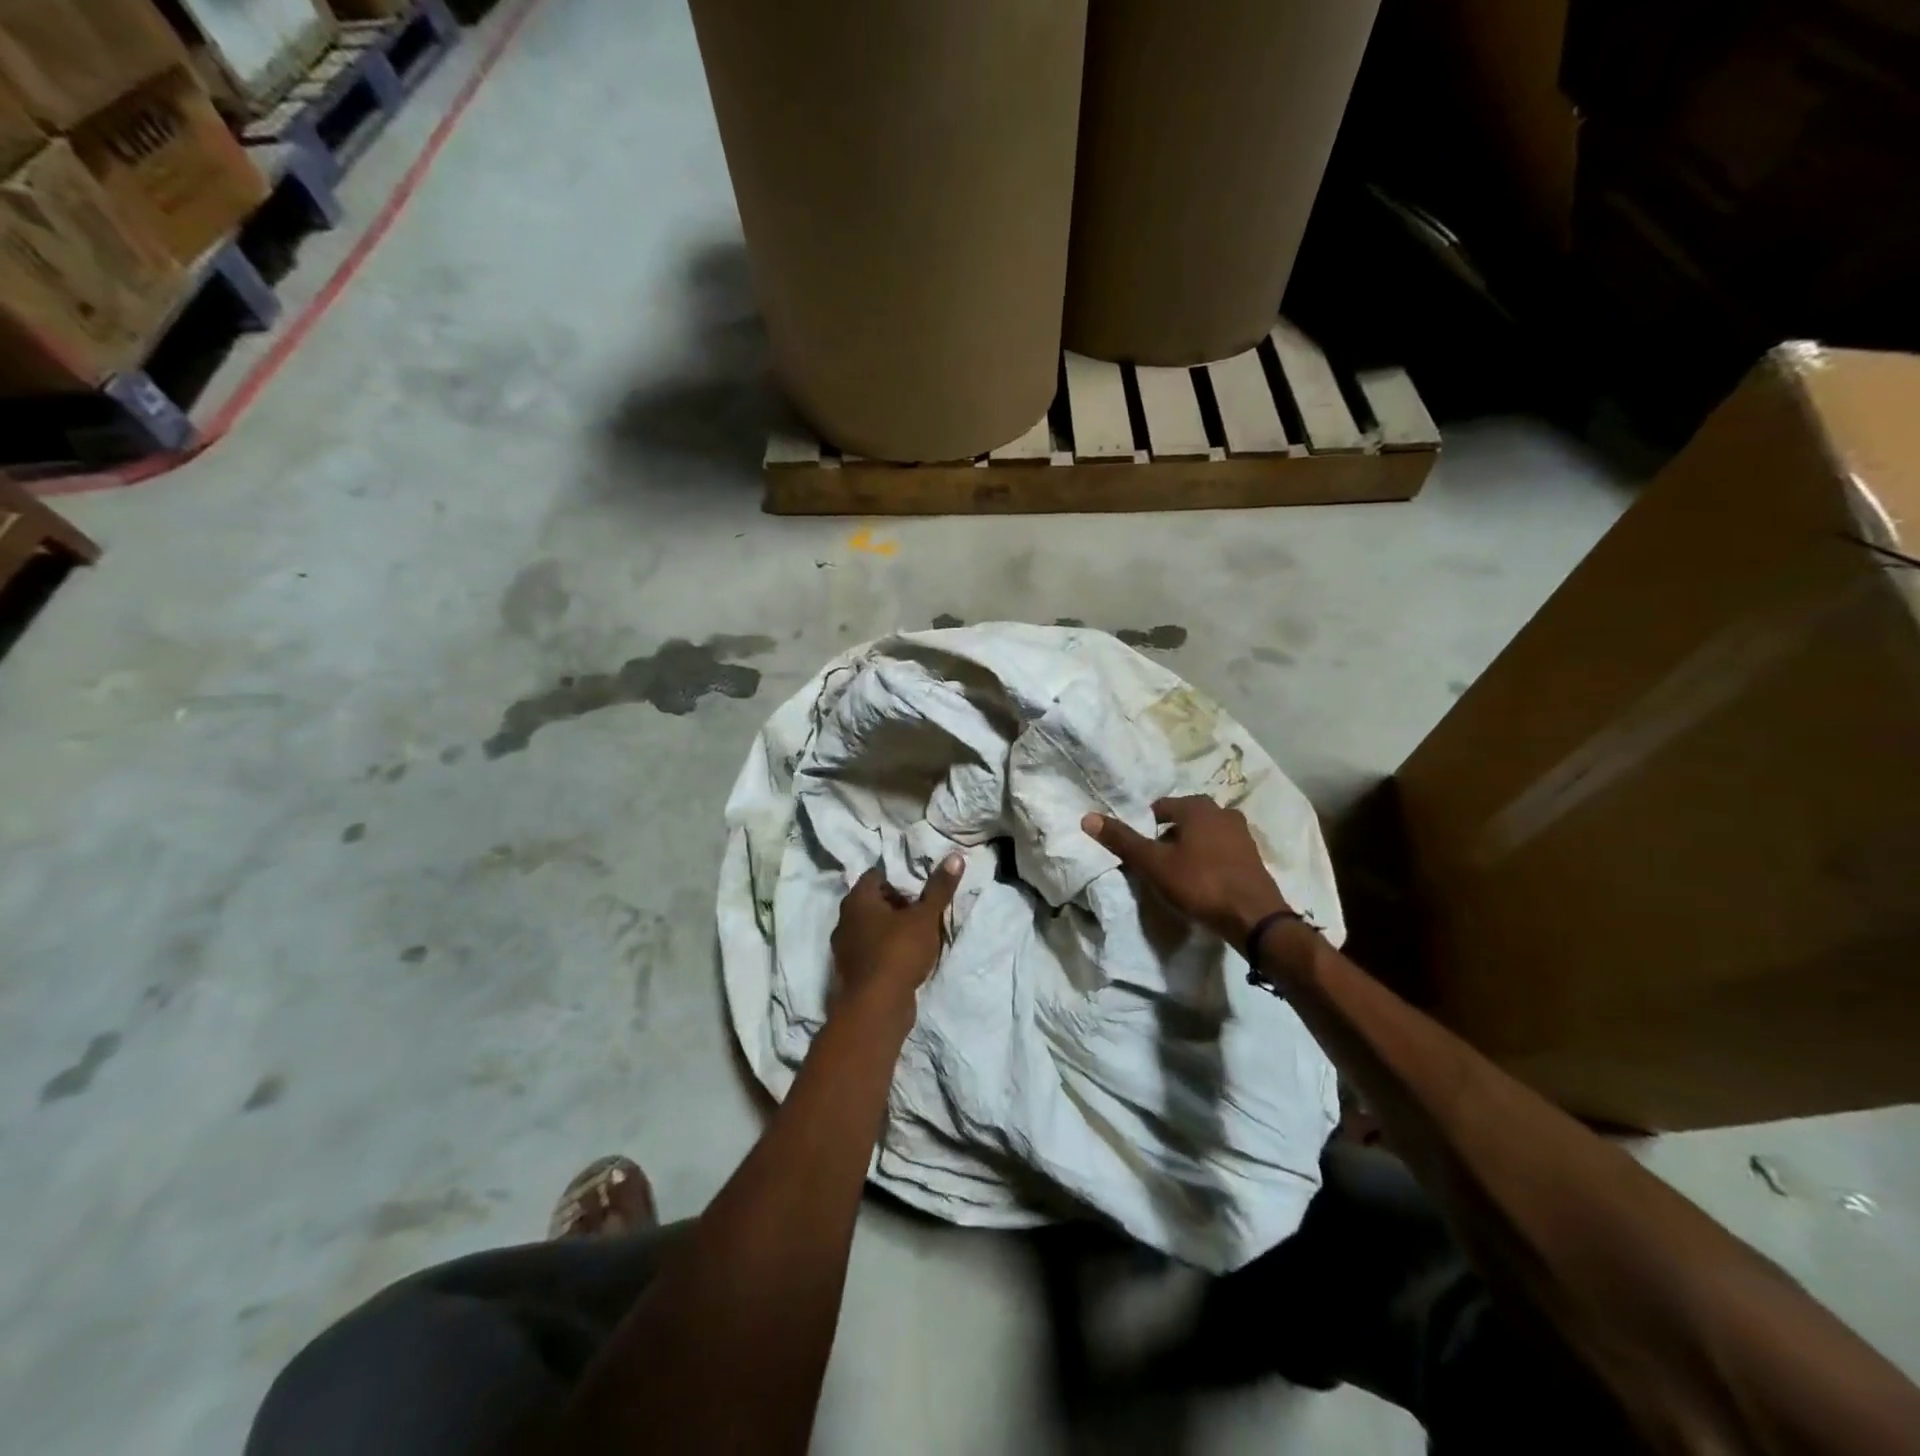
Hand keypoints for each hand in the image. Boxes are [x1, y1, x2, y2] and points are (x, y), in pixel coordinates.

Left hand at [830, 855, 963, 1013]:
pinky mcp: (852, 971)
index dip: (898, 876)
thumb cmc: (898, 952)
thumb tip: (955, 856)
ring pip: (871, 927)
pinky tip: (905, 955)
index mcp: (858, 899)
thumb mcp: (925, 917)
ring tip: (917, 931)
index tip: (919, 884)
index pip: (876, 875)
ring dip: (891, 927)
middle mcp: (845, 919)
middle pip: (873, 901)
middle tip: (922, 906)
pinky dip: (885, 948)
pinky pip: (871, 949)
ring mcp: (845, 947)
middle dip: (896, 902)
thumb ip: (939, 888)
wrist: (876, 1008)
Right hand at [1081, 797, 1290, 946]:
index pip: (1161, 807)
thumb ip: (1122, 840)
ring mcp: (1242, 834)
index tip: (1140, 850)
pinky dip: (1208, 860)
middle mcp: (1222, 812)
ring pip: (1204, 835)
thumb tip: (1088, 817)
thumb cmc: (1200, 883)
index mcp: (1198, 807)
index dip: (1145, 827)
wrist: (1253, 918)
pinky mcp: (1253, 857)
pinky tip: (1201, 882)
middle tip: (1155, 862)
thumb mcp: (1153, 863)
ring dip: (1189, 848)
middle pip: (1184, 819)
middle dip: (1168, 836)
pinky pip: (1221, 851)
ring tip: (1177, 874)